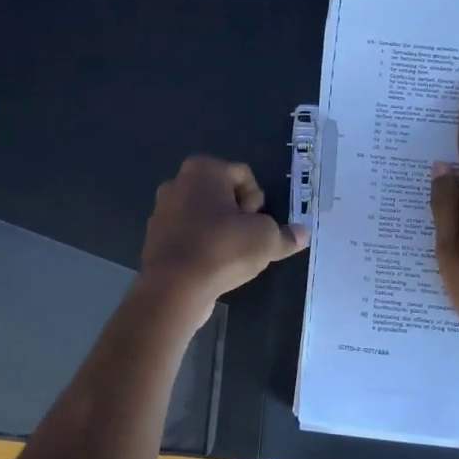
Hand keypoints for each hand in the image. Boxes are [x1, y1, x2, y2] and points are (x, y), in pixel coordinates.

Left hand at [139, 157, 308, 317]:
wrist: (174, 288)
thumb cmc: (222, 249)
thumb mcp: (266, 240)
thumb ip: (286, 235)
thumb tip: (302, 234)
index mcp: (202, 169)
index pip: (244, 175)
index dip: (258, 201)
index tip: (256, 225)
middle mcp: (177, 182)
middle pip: (223, 194)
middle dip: (239, 215)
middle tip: (247, 240)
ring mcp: (162, 210)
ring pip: (205, 216)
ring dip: (221, 232)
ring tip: (231, 256)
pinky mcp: (155, 238)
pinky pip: (189, 235)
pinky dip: (202, 246)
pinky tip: (211, 267)